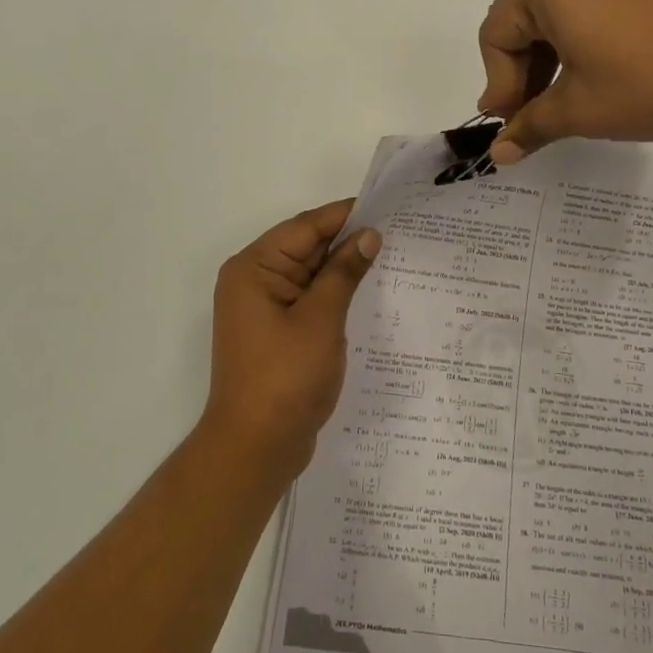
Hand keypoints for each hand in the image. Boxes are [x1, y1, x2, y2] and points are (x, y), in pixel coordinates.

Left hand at [204, 201, 381, 474]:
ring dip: (344, 269)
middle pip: (306, 248)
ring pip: (310, 275)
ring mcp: (265, 309)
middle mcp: (254, 281)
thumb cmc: (285, 377)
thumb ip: (344, 272)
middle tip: (398, 230)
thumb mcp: (321, 319)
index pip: (304, 227)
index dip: (344, 215)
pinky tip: (369, 292)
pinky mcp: (277, 332)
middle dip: (347, 241)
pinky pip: (310, 301)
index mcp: (254, 268)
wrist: (256, 447)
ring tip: (392, 256)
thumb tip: (368, 235)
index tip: (385, 206)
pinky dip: (335, 295)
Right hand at [478, 0, 652, 162]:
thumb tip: (497, 154)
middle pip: (521, 23)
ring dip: (548, 62)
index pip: (496, 36)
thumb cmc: (647, 80)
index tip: (513, 124)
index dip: (499, 85)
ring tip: (563, 103)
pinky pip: (584, 7)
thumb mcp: (578, 109)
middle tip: (533, 117)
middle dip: (522, 74)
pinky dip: (576, 44)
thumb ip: (529, 126)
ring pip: (552, 17)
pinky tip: (591, 77)